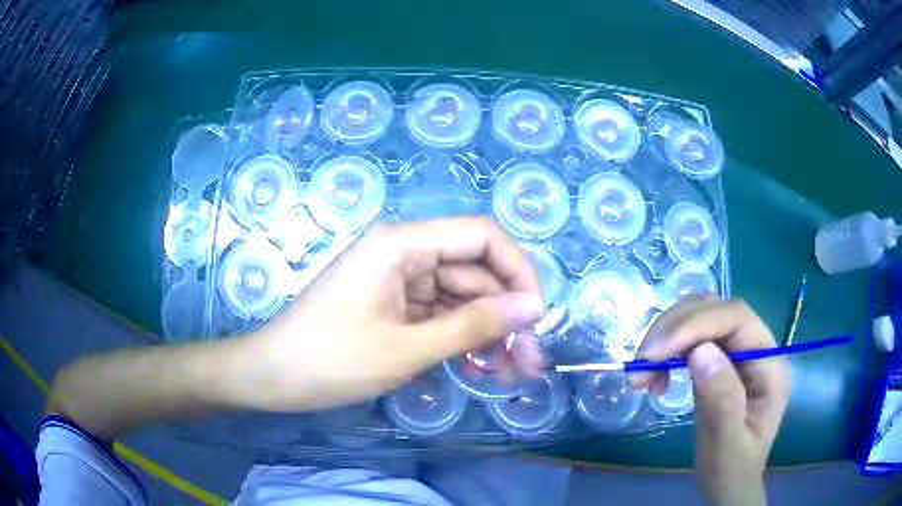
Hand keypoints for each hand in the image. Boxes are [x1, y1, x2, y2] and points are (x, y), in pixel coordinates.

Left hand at [238, 217, 546, 411]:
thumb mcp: (408, 348)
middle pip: (474, 271)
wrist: (272, 376)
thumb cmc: (331, 360)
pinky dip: (459, 338)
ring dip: (486, 331)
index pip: (482, 236)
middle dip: (505, 314)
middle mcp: (403, 251)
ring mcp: (396, 278)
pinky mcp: (391, 303)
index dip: (518, 270)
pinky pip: (438, 313)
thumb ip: (474, 325)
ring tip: (510, 371)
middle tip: (529, 360)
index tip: (537, 315)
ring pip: (460, 296)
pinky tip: (478, 366)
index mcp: (402, 244)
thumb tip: (533, 307)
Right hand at [629, 297, 789, 505]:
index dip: (695, 325)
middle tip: (641, 364)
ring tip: (642, 374)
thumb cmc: (731, 470)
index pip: (736, 319)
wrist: (729, 484)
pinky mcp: (720, 361)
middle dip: (675, 329)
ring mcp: (738, 352)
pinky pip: (691, 340)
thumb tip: (701, 352)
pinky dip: (667, 351)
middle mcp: (756, 347)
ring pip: (700, 318)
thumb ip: (722, 400)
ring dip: (667, 338)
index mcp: (769, 364)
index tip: (653, 354)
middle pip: (716, 310)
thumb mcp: (726, 445)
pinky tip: (655, 378)